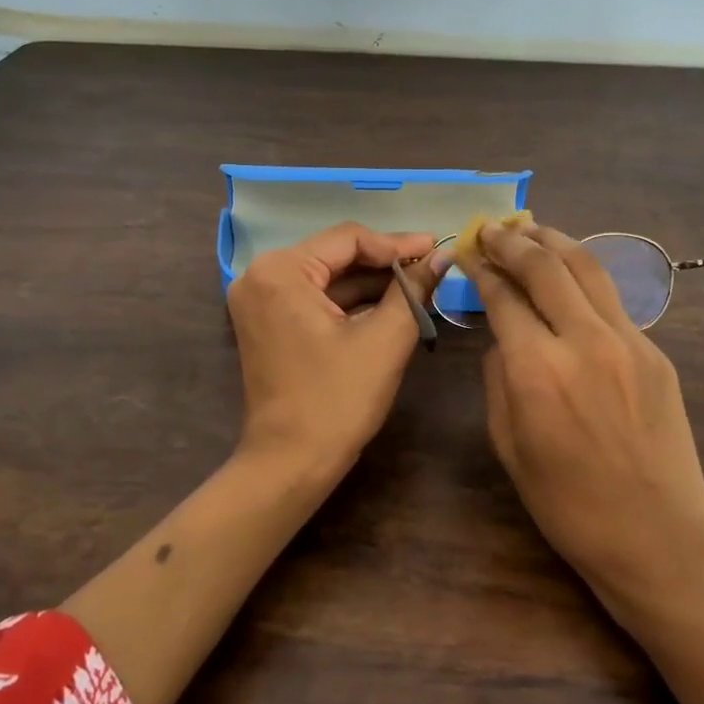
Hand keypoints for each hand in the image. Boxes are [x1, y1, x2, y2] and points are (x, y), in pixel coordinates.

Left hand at [227, 222, 441, 475]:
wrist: (290, 464)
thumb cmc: (337, 400)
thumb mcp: (384, 340)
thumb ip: (414, 290)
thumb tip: (443, 256)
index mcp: (281, 271)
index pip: (348, 238)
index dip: (397, 244)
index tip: (436, 249)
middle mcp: (261, 275)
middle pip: (335, 254)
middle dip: (385, 262)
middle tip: (432, 265)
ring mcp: (260, 299)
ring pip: (327, 276)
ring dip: (371, 282)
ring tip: (419, 284)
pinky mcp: (267, 322)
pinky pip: (314, 297)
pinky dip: (350, 301)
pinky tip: (389, 303)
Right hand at [465, 220, 703, 619]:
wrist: (657, 534)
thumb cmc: (567, 503)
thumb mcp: (508, 444)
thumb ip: (499, 378)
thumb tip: (506, 337)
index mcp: (536, 370)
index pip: (503, 296)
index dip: (481, 268)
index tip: (467, 251)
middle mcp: (583, 341)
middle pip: (545, 267)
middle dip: (513, 241)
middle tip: (493, 229)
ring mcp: (627, 342)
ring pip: (587, 268)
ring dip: (554, 241)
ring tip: (531, 229)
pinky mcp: (654, 352)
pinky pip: (612, 301)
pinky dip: (583, 277)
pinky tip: (570, 275)